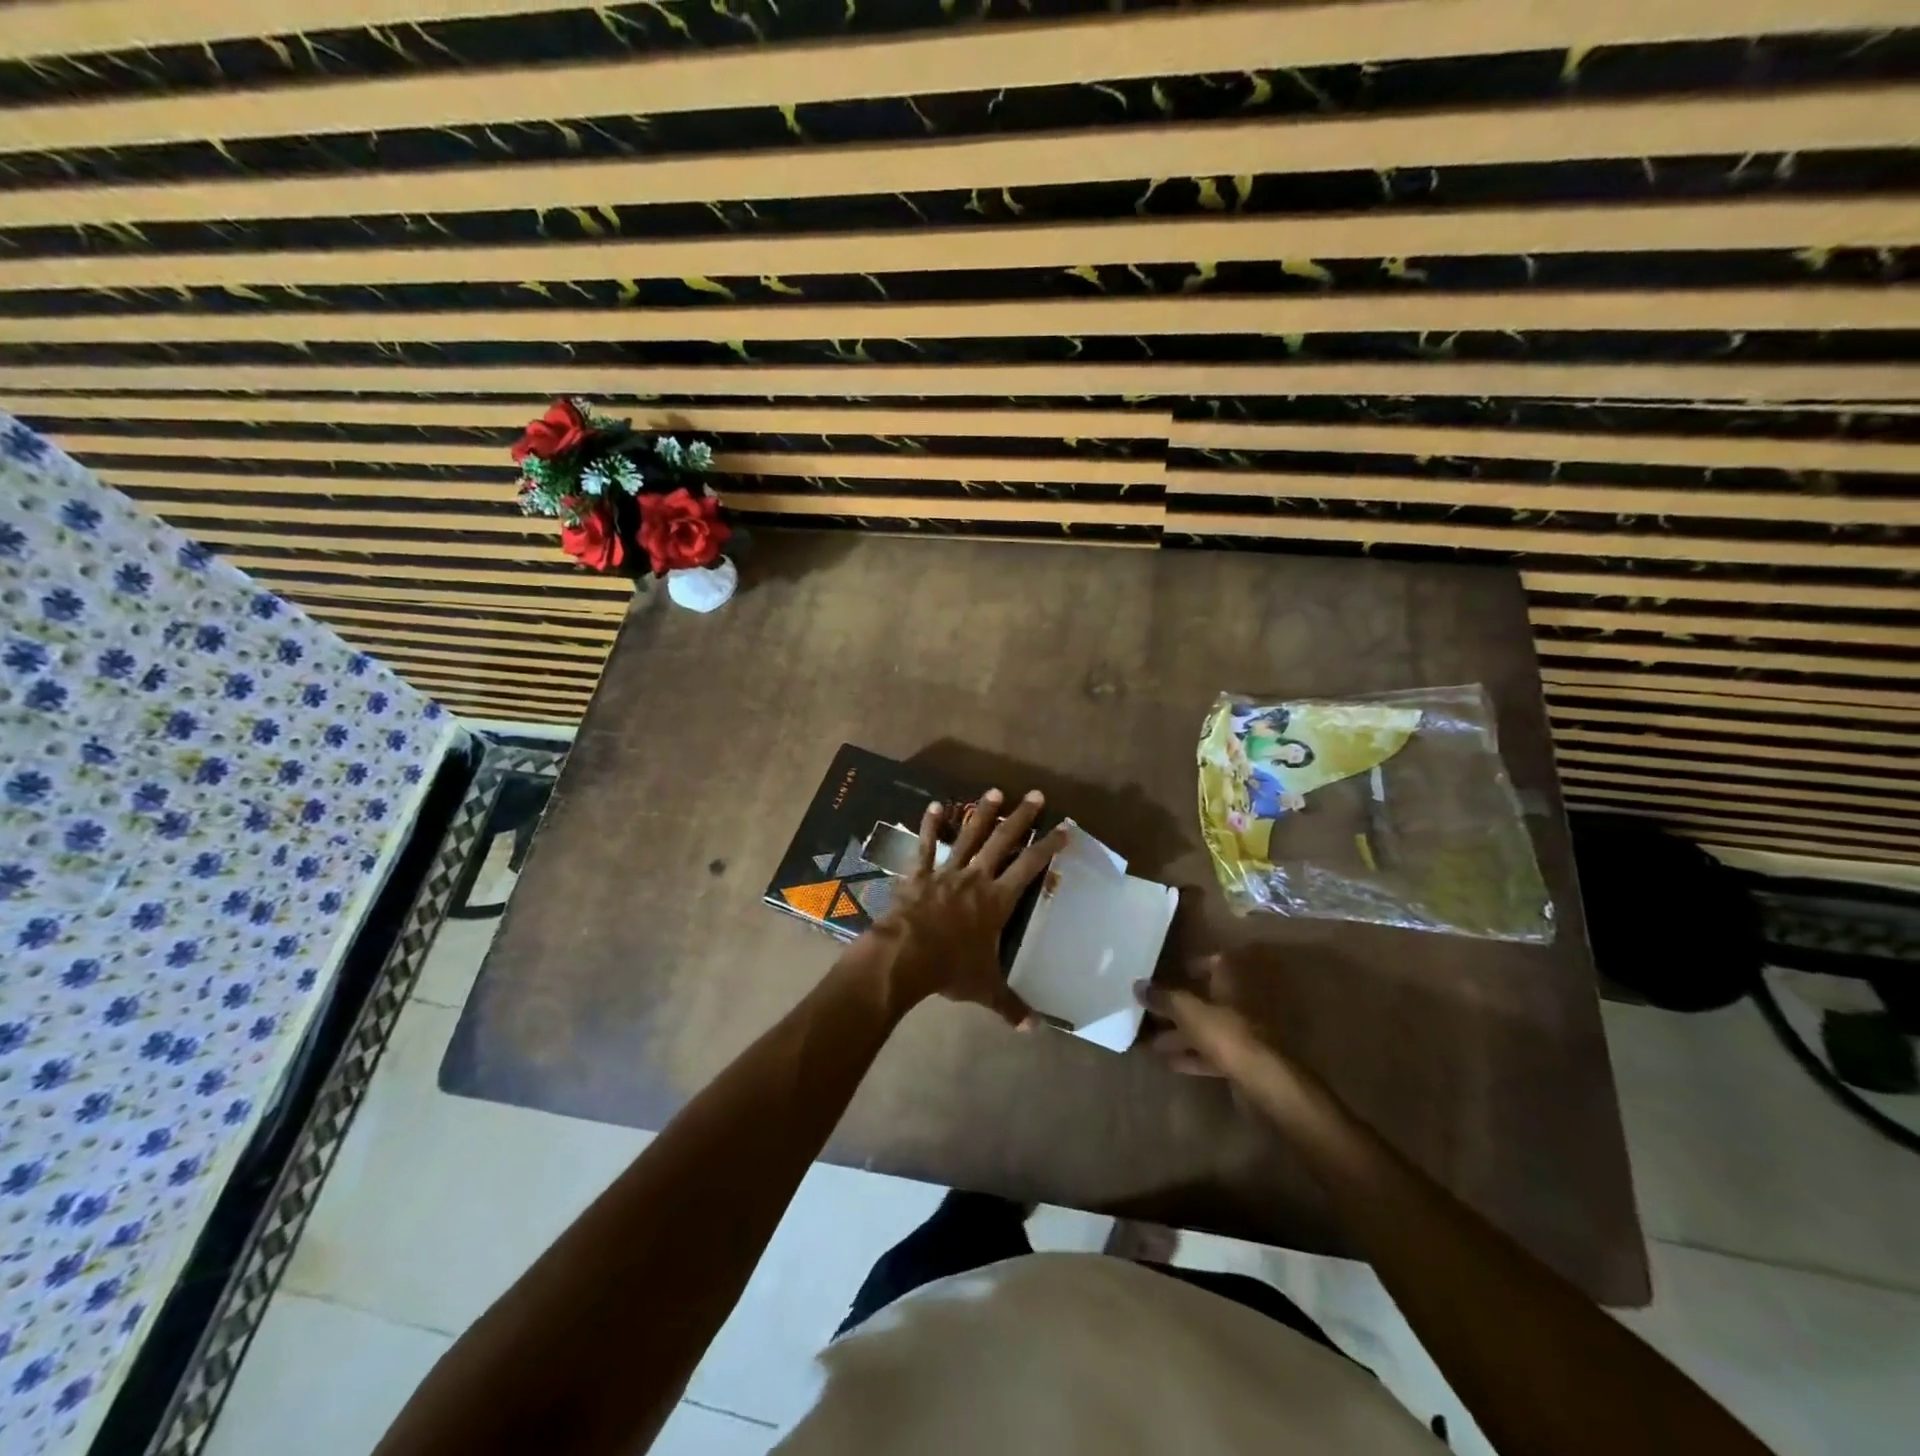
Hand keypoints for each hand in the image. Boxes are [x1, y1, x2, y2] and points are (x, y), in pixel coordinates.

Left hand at [860, 789, 1065, 1025]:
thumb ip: (1011, 1006)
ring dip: (983, 813)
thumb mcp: (985, 989)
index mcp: (997, 901)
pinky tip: (934, 805)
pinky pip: (927, 846)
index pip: (1030, 867)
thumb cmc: (950, 969)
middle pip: (1004, 842)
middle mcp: (976, 879)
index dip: (1049, 847)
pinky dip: (931, 826)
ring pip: (969, 836)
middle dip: (1022, 818)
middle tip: (1036, 794)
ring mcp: (947, 873)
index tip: (1065, 828)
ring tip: (995, 790)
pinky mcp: (919, 874)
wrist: (905, 956)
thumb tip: (1035, 1031)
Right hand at [1136, 955, 1299, 1090]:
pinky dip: (1193, 1055)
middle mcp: (1241, 1002)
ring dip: (1182, 1034)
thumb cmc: (1227, 1034)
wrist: (1264, 1082)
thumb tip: (1138, 985)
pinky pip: (1212, 1052)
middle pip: (1206, 998)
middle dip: (1178, 1006)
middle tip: (1151, 1012)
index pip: (1215, 962)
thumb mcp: (1188, 1012)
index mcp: (1232, 981)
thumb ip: (1164, 998)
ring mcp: (1244, 1033)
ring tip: (1153, 1042)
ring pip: (1207, 1027)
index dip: (1192, 966)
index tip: (1169, 974)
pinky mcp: (1243, 1060)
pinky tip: (1171, 1063)